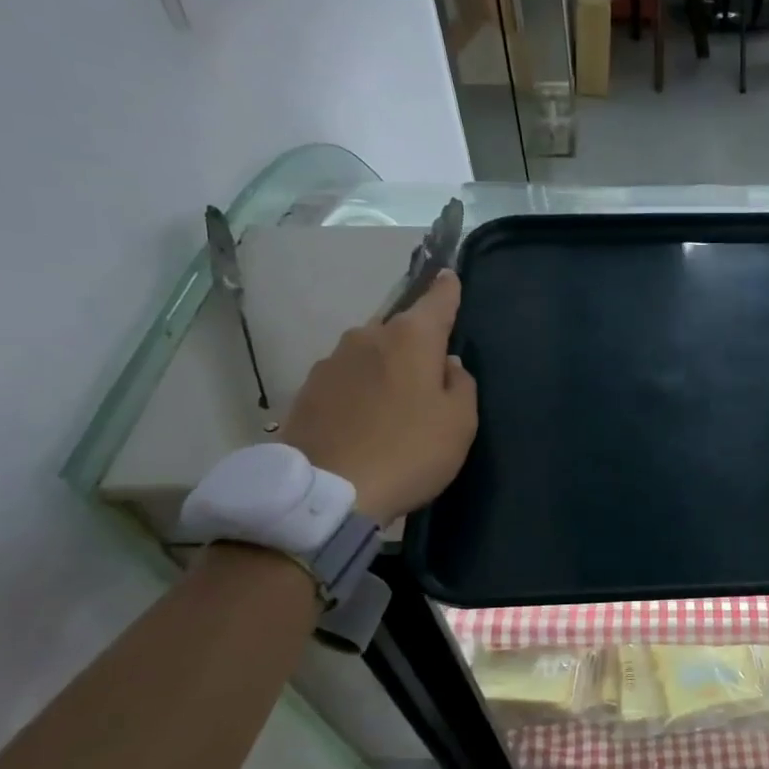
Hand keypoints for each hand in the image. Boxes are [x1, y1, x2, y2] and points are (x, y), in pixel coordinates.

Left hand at [279, 272, 477, 524]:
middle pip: (401, 329)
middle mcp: (367, 337)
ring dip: (385, 369)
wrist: (328, 493)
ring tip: (396, 406)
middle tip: (430, 378)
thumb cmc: (410, 452)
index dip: (447, 289)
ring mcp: (331, 362)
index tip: (449, 275)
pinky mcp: (307, 390)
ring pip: (370, 353)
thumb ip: (461, 383)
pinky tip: (366, 421)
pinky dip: (360, 390)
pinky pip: (346, 379)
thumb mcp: (460, 422)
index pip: (436, 299)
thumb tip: (447, 363)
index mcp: (410, 338)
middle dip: (416, 343)